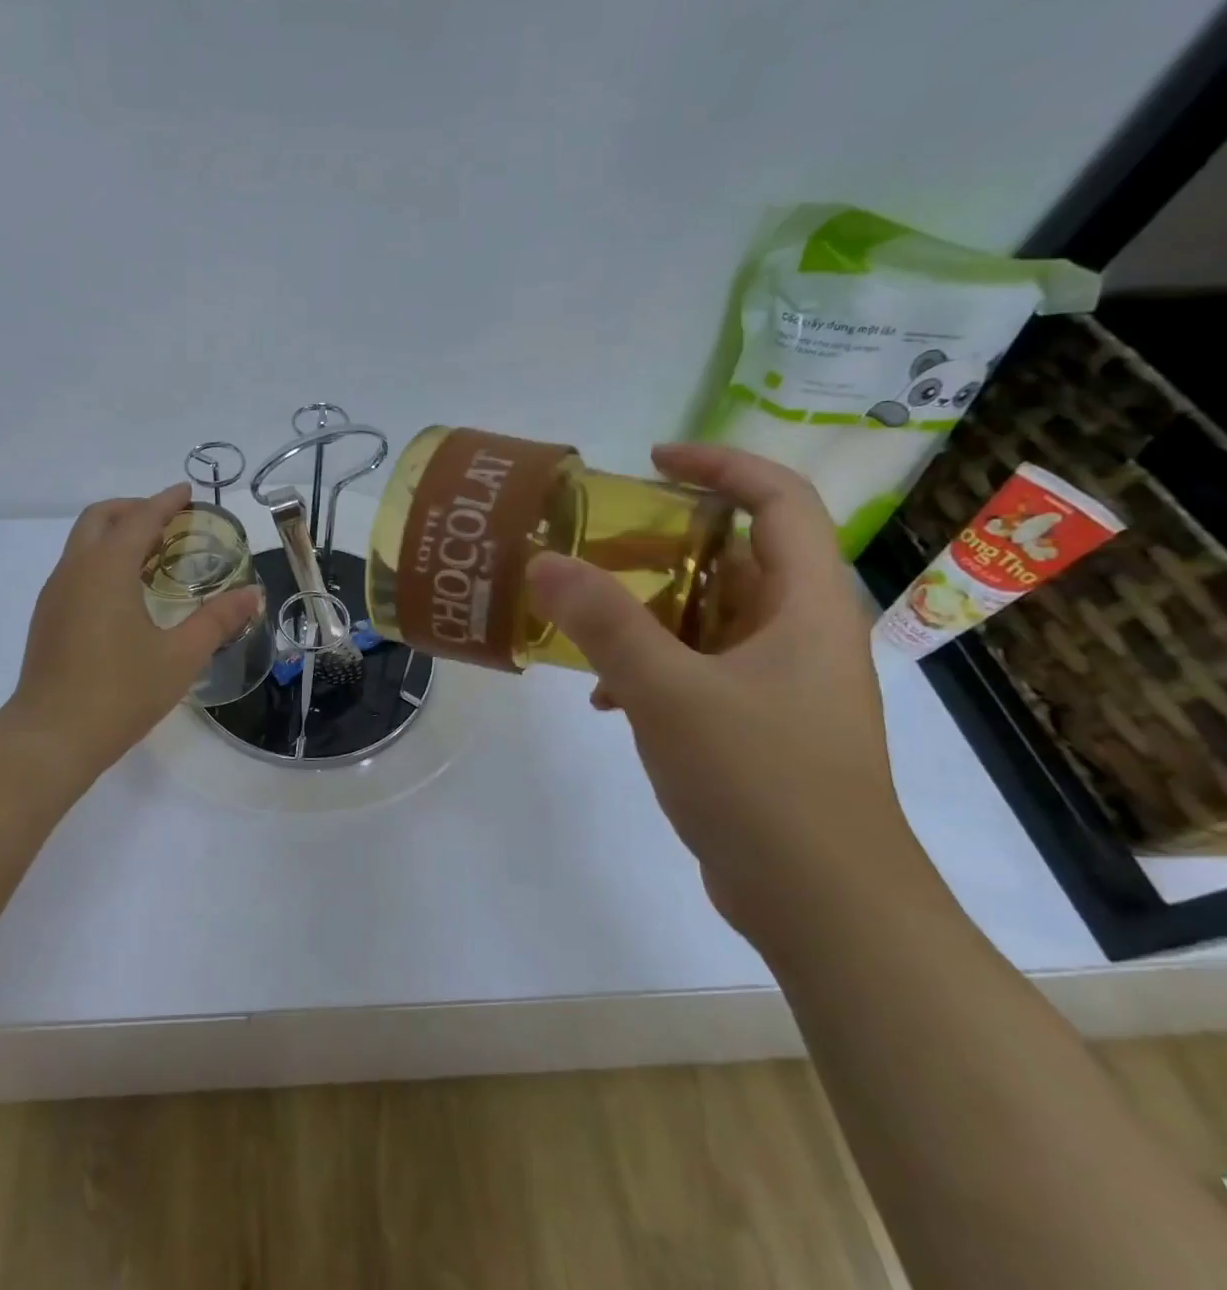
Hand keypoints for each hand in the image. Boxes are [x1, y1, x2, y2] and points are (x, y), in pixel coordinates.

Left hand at [6, 483, 261, 779]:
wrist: (51, 738)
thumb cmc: (120, 693)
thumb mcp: (181, 656)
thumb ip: (218, 620)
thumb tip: (253, 594)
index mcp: (106, 569)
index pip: (140, 518)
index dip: (166, 501)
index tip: (188, 493)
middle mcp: (74, 570)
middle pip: (100, 518)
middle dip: (134, 509)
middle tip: (168, 522)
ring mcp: (55, 593)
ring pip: (82, 543)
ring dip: (115, 535)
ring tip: (151, 555)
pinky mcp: (47, 617)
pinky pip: (75, 568)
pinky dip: (101, 560)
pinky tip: (124, 593)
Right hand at [526, 443, 947, 947]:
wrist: (822, 905)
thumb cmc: (761, 781)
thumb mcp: (668, 692)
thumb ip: (604, 622)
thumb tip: (542, 560)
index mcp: (806, 606)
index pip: (778, 500)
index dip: (720, 465)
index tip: (651, 459)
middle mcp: (801, 634)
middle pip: (736, 557)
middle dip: (664, 544)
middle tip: (596, 545)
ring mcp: (782, 683)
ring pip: (710, 617)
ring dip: (648, 611)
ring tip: (584, 618)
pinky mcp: (759, 725)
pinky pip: (699, 668)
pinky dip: (652, 666)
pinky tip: (605, 699)